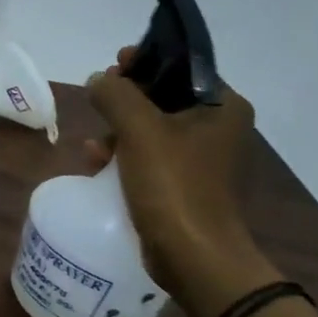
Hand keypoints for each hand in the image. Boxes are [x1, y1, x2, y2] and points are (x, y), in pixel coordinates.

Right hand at [85, 47, 273, 316]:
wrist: (193, 256)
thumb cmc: (173, 184)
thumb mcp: (139, 130)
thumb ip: (115, 94)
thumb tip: (98, 80)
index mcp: (223, 107)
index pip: (182, 67)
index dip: (147, 60)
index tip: (115, 62)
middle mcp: (218, 129)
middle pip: (164, 97)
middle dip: (126, 98)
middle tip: (98, 96)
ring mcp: (201, 159)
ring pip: (152, 128)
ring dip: (119, 129)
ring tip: (93, 141)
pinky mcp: (183, 185)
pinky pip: (149, 157)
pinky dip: (123, 155)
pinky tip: (96, 161)